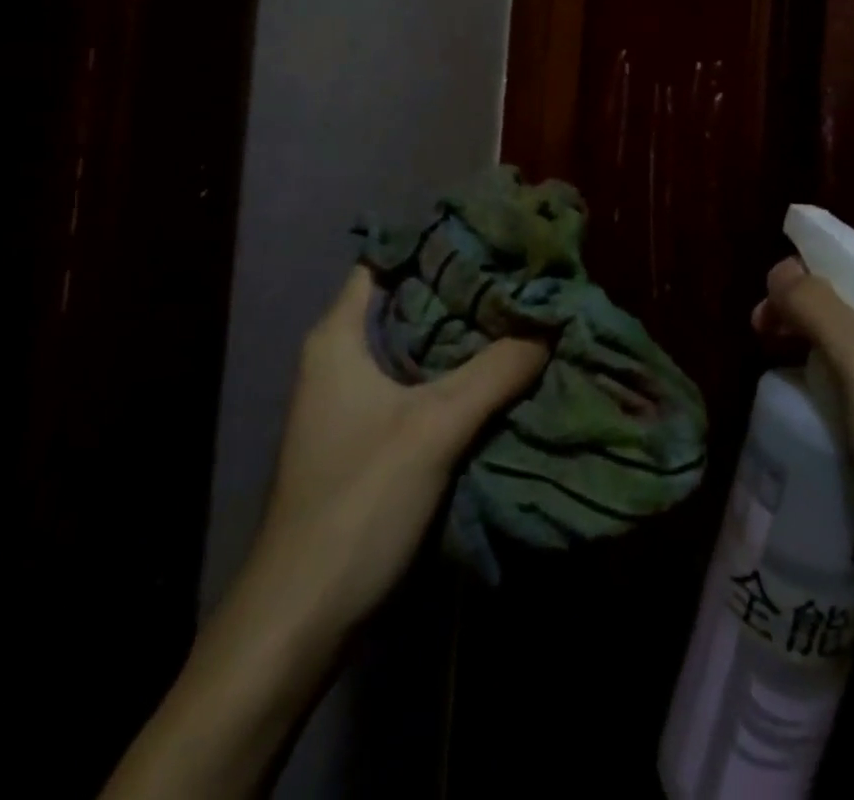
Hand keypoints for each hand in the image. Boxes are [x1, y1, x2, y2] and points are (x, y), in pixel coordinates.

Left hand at [103, 269, 547, 799]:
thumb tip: (551, 323)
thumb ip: (495, 370)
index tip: (491, 235)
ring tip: (523, 314)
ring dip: (464, 336)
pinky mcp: (371, 437)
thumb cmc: (357, 501)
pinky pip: (421, 385)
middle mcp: (342, 358)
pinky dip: (457, 374)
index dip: (435, 244)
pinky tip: (502, 371)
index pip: (386, 262)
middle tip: (521, 275)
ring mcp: (355, 400)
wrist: (302, 618)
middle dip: (463, 290)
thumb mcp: (434, 426)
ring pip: (418, 347)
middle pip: (409, 303)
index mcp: (338, 337)